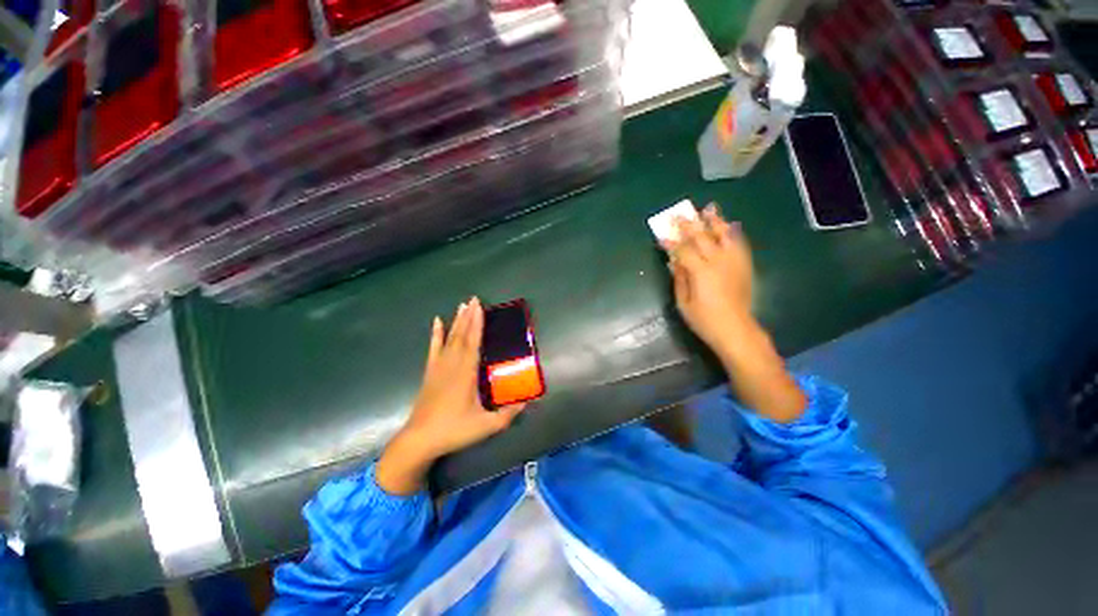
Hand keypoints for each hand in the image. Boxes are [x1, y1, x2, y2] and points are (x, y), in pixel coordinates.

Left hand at [376, 298, 524, 494]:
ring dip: (456, 321)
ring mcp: (439, 368)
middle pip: (462, 336)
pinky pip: (433, 349)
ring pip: (449, 339)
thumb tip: (528, 401)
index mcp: (466, 373)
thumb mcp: (486, 426)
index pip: (473, 343)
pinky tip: (437, 322)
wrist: (419, 440)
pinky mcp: (430, 373)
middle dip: (469, 316)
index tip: (480, 307)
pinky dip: (435, 335)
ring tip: (462, 305)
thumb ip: (508, 414)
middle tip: (474, 299)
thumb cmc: (454, 430)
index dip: (477, 324)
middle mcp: (452, 365)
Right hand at [662, 204, 805, 422]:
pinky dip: (733, 233)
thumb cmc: (704, 320)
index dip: (671, 241)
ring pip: (724, 235)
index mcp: (700, 272)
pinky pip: (739, 244)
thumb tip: (673, 261)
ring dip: (714, 221)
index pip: (683, 250)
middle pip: (702, 237)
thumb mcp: (683, 302)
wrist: (736, 329)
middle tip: (680, 214)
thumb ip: (679, 278)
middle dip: (689, 225)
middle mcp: (718, 262)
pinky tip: (729, 225)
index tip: (662, 234)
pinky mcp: (744, 266)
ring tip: (708, 208)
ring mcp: (734, 262)